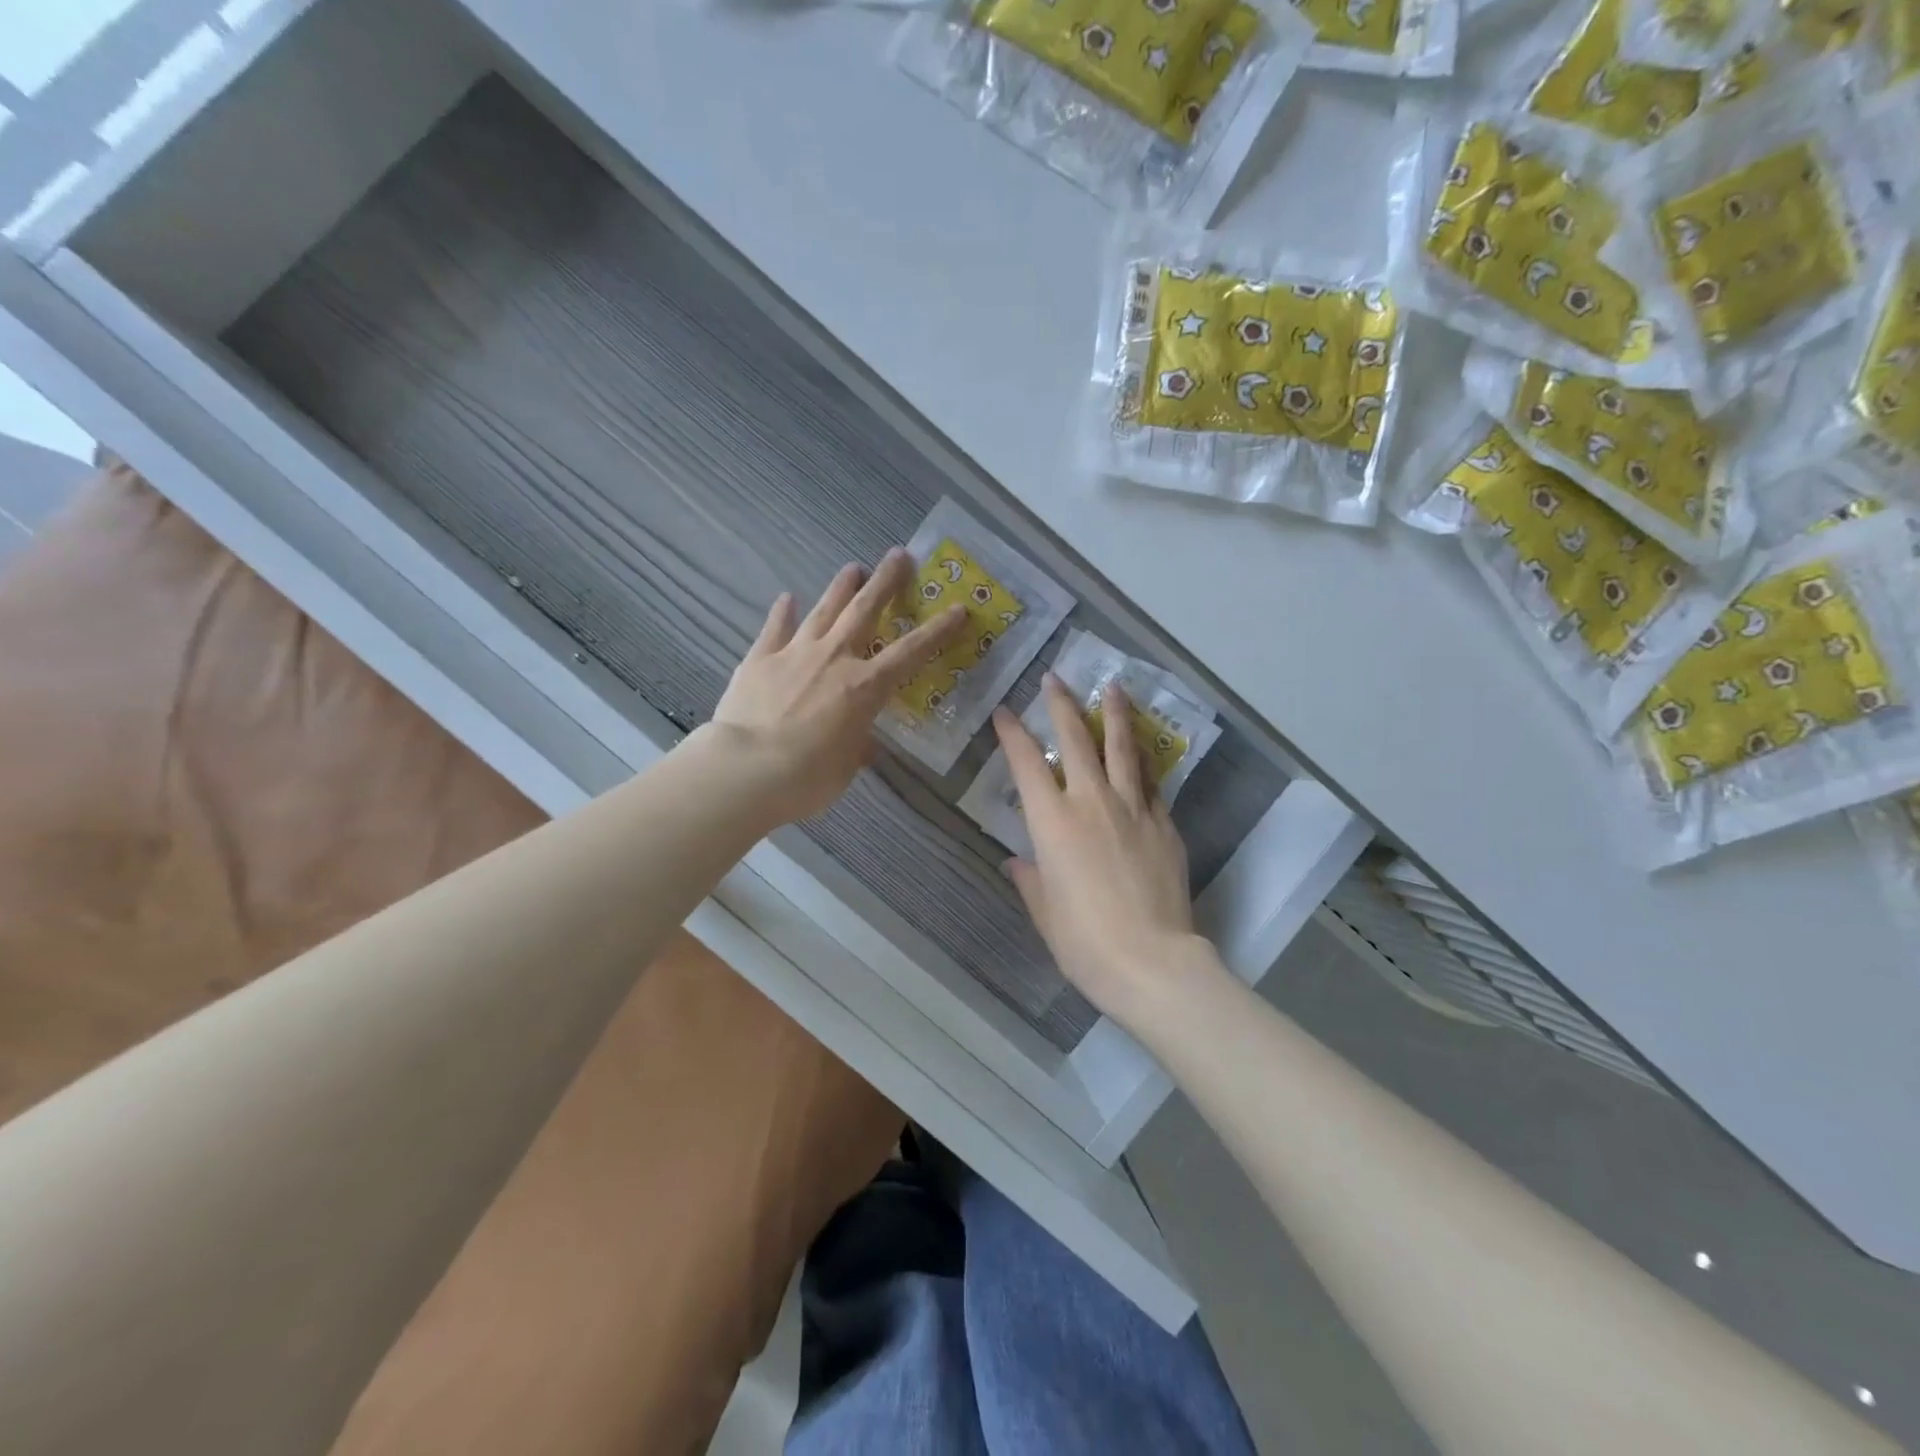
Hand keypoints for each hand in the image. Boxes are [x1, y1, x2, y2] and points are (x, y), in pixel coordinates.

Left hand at [706, 549, 965, 826]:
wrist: (745, 770)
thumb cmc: (806, 778)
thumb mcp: (843, 769)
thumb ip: (856, 748)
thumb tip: (862, 744)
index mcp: (864, 687)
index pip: (911, 652)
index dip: (938, 630)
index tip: (958, 609)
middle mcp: (835, 659)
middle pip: (865, 611)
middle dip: (885, 582)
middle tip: (899, 555)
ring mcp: (795, 653)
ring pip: (824, 611)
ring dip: (841, 587)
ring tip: (853, 567)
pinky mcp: (760, 659)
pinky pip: (774, 628)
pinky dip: (782, 612)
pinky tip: (786, 597)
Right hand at [994, 676, 1211, 1027]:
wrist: (1151, 961)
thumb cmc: (1084, 941)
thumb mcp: (1045, 911)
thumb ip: (1030, 879)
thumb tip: (1018, 861)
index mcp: (1053, 822)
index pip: (1026, 764)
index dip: (1013, 734)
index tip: (1005, 712)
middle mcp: (1092, 802)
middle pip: (1076, 740)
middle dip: (1062, 705)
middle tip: (1055, 678)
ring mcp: (1134, 809)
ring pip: (1123, 749)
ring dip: (1114, 715)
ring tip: (1113, 688)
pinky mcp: (1164, 825)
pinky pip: (1150, 784)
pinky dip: (1142, 764)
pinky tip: (1142, 754)